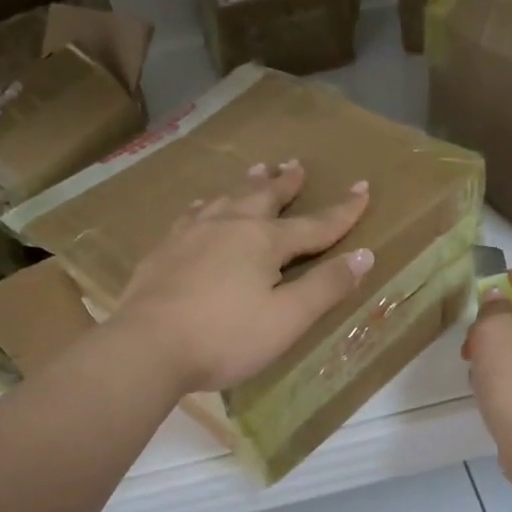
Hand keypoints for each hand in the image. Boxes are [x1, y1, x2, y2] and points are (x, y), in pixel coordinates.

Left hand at [113, 160, 373, 393]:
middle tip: (296, 165)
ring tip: (258, 170)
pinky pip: (193, 213)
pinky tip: (203, 206)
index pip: (315, 224)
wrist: (147, 345)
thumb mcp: (287, 319)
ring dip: (247, 184)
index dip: (343, 210)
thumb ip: (325, 287)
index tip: (363, 188)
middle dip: (285, 182)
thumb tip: (364, 255)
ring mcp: (192, 232)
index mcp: (264, 240)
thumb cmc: (225, 336)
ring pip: (227, 197)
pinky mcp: (164, 248)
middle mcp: (229, 225)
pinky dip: (208, 204)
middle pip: (264, 196)